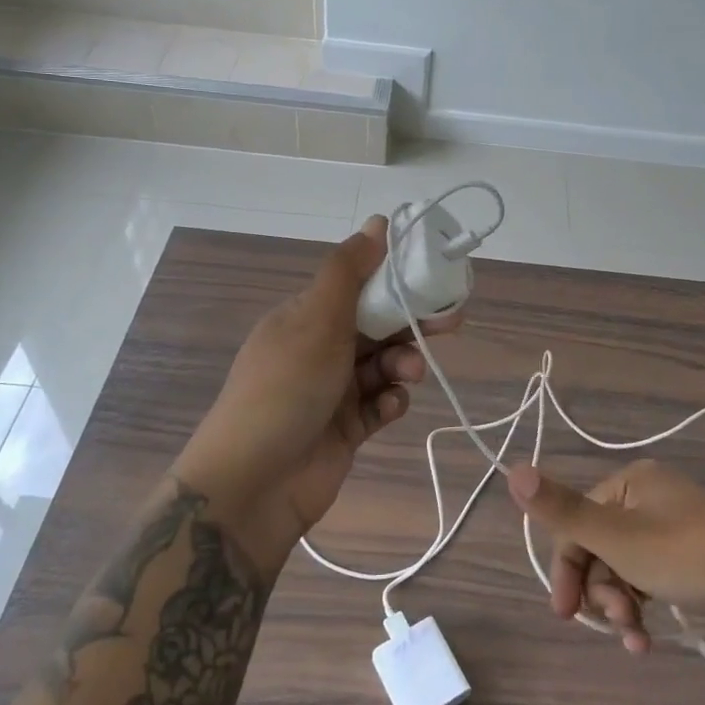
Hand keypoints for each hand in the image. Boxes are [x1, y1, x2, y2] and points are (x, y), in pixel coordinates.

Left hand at [178, 217, 461, 574]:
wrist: (254, 482)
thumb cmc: (286, 387)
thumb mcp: (316, 318)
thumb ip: (349, 270)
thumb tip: (378, 222)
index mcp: (305, 316)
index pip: (358, 286)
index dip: (395, 279)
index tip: (432, 275)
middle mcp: (318, 349)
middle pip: (377, 325)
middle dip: (411, 323)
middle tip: (450, 320)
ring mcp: (331, 391)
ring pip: (382, 365)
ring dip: (402, 365)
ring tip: (407, 375)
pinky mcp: (345, 429)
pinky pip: (379, 405)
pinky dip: (390, 402)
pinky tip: (389, 407)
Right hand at [507, 459, 704, 652]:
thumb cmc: (691, 555)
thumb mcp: (619, 538)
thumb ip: (563, 511)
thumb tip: (512, 469)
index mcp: (631, 483)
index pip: (577, 523)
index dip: (566, 567)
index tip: (564, 614)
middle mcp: (650, 498)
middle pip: (601, 547)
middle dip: (600, 592)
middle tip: (616, 626)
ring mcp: (675, 528)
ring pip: (625, 568)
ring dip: (622, 606)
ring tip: (638, 640)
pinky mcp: (695, 557)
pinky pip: (652, 578)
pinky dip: (645, 606)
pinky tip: (652, 637)